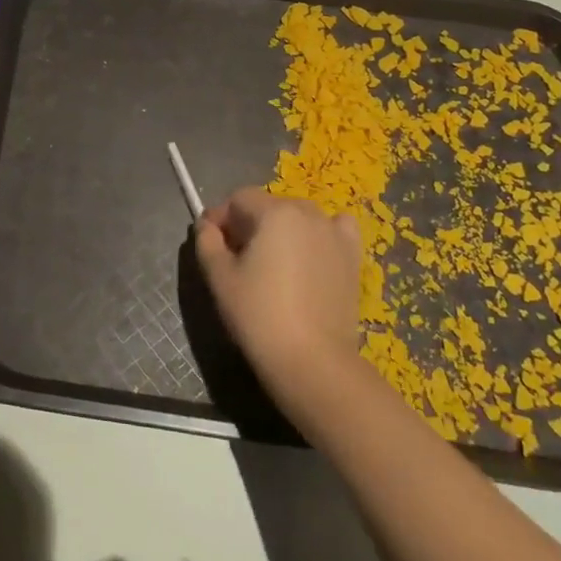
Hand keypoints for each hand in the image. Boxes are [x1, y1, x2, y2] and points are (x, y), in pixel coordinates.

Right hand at [194, 187, 362, 406]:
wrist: (312, 360)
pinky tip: (312, 254)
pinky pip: (335, 229)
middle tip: (235, 257)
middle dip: (248, 224)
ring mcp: (334, 234)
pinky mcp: (353, 257)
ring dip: (280, 229)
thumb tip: (207, 226)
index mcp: (274, 212)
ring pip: (298, 217)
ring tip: (271, 262)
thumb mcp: (219, 277)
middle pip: (269, 206)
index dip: (220, 217)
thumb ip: (207, 242)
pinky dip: (321, 233)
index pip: (239, 199)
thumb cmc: (259, 315)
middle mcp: (308, 213)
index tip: (210, 243)